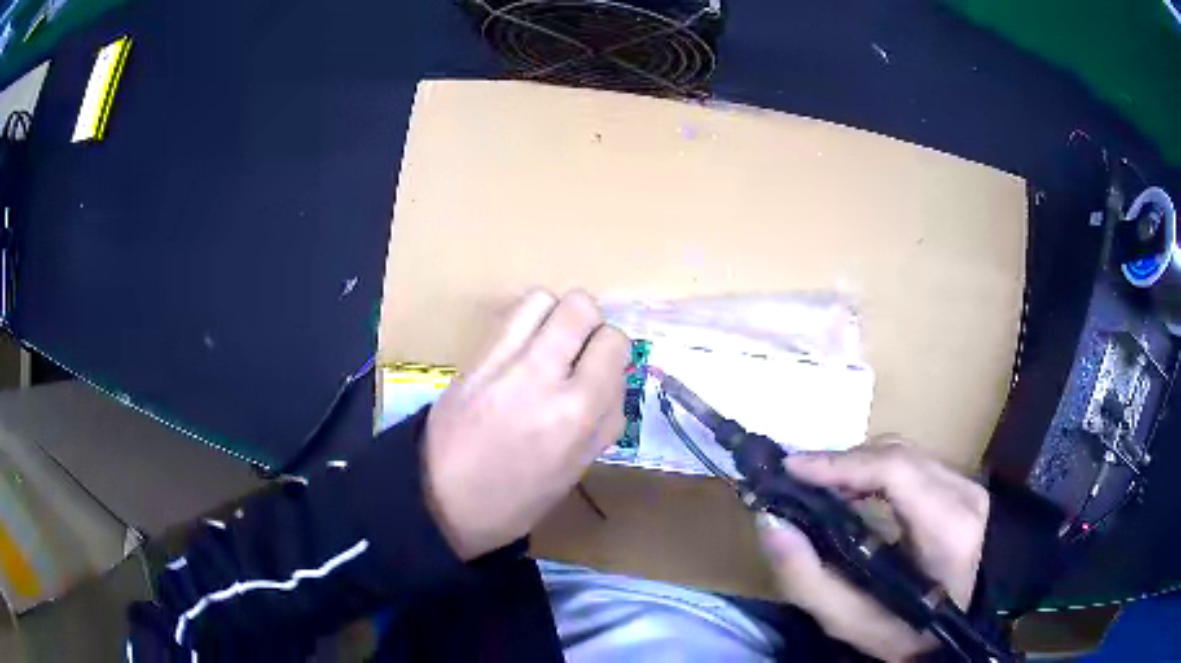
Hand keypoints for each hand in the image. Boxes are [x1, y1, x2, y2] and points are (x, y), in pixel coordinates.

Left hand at [422, 289, 629, 560]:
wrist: (440, 500)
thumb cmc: (517, 500)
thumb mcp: (576, 468)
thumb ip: (603, 419)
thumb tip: (612, 378)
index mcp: (576, 415)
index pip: (614, 343)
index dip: (613, 354)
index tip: (602, 370)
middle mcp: (542, 377)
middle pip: (581, 307)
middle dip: (589, 325)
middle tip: (579, 353)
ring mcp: (502, 363)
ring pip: (543, 298)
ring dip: (555, 315)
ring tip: (550, 345)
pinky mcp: (473, 358)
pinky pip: (509, 316)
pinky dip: (525, 322)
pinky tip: (522, 350)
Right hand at [757, 439, 989, 661]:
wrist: (968, 628)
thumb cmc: (912, 634)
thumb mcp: (857, 625)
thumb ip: (810, 580)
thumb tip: (771, 524)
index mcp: (949, 529)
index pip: (896, 470)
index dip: (841, 463)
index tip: (790, 469)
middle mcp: (965, 493)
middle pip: (897, 453)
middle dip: (841, 462)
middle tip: (796, 484)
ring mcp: (969, 485)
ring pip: (904, 453)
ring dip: (857, 464)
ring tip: (819, 487)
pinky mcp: (964, 486)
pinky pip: (914, 463)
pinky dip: (876, 470)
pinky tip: (855, 491)